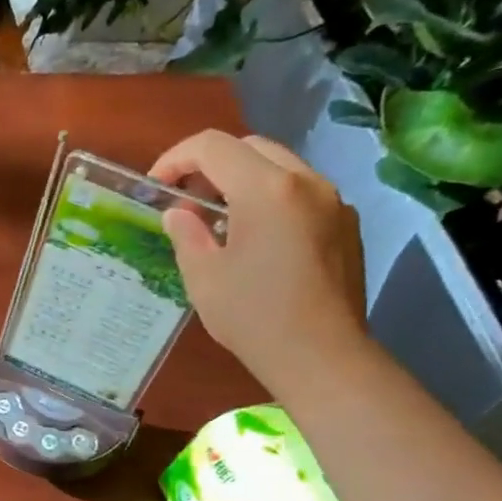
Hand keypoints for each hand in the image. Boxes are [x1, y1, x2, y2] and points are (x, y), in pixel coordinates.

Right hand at [151, 130, 368, 393]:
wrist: (320, 354)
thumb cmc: (253, 316)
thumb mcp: (203, 277)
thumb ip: (187, 234)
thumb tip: (178, 213)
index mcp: (265, 189)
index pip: (213, 147)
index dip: (176, 158)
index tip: (156, 186)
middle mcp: (305, 181)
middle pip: (250, 147)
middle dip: (211, 164)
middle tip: (186, 199)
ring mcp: (332, 200)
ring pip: (280, 166)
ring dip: (244, 179)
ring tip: (219, 218)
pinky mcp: (345, 223)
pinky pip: (302, 193)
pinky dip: (272, 199)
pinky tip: (257, 238)